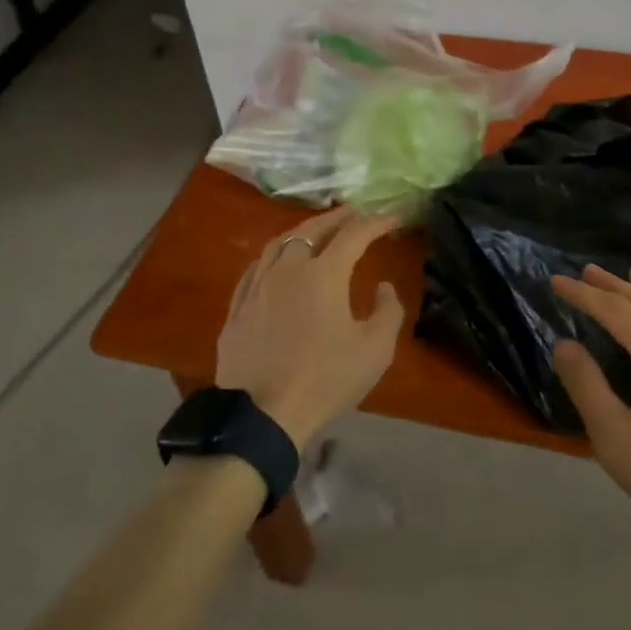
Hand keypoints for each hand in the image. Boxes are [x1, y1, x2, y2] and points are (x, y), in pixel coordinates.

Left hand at [215, 207, 404, 448]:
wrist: (261, 417)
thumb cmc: (324, 380)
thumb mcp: (374, 350)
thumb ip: (388, 311)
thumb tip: (383, 286)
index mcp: (323, 273)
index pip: (354, 235)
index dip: (376, 222)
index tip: (392, 218)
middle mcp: (287, 269)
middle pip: (312, 230)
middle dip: (337, 218)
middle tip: (354, 212)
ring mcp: (257, 287)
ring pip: (279, 244)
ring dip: (302, 232)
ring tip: (316, 231)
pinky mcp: (237, 309)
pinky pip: (256, 269)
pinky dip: (273, 257)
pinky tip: (276, 263)